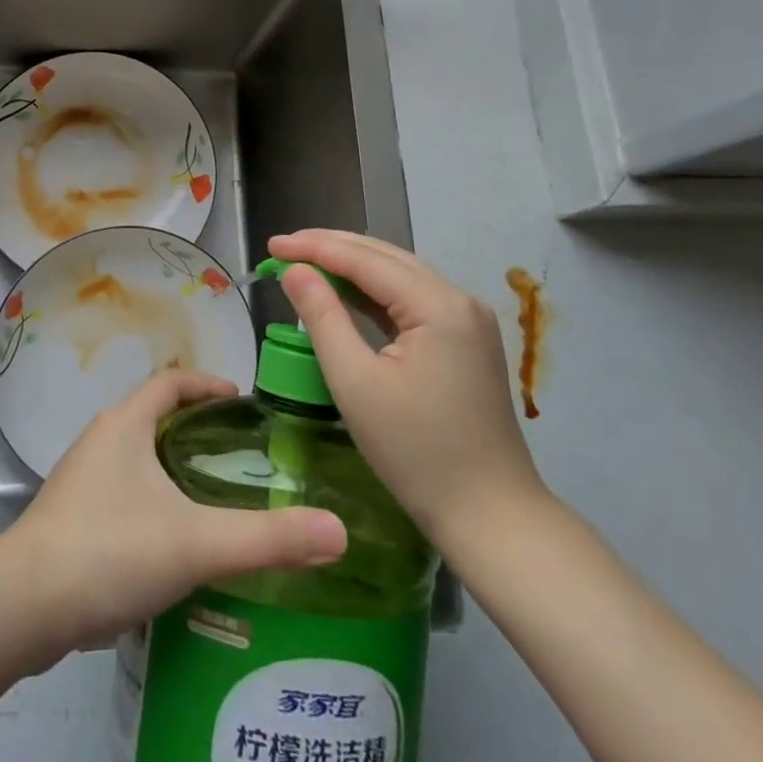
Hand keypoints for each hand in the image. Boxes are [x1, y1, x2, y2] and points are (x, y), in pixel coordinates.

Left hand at [0, 370, 347, 657]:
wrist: (24, 606)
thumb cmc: (110, 550)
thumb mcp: (196, 542)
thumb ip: (267, 538)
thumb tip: (338, 531)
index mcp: (125, 423)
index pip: (169, 381)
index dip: (206, 384)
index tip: (242, 401)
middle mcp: (100, 440)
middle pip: (154, 417)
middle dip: (196, 428)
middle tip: (241, 455)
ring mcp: (82, 479)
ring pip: (137, 457)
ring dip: (173, 467)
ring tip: (215, 497)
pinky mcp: (72, 516)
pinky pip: (123, 492)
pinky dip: (153, 500)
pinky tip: (174, 542)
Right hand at [269, 230, 544, 554]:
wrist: (491, 517)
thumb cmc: (416, 452)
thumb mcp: (355, 382)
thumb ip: (322, 316)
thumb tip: (293, 270)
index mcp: (438, 306)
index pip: (365, 258)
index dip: (313, 247)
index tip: (271, 244)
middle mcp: (459, 299)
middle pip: (385, 257)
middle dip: (331, 248)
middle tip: (282, 249)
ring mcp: (467, 320)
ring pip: (399, 275)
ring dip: (351, 266)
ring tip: (304, 264)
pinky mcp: (465, 340)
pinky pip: (411, 300)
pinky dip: (373, 292)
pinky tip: (344, 293)